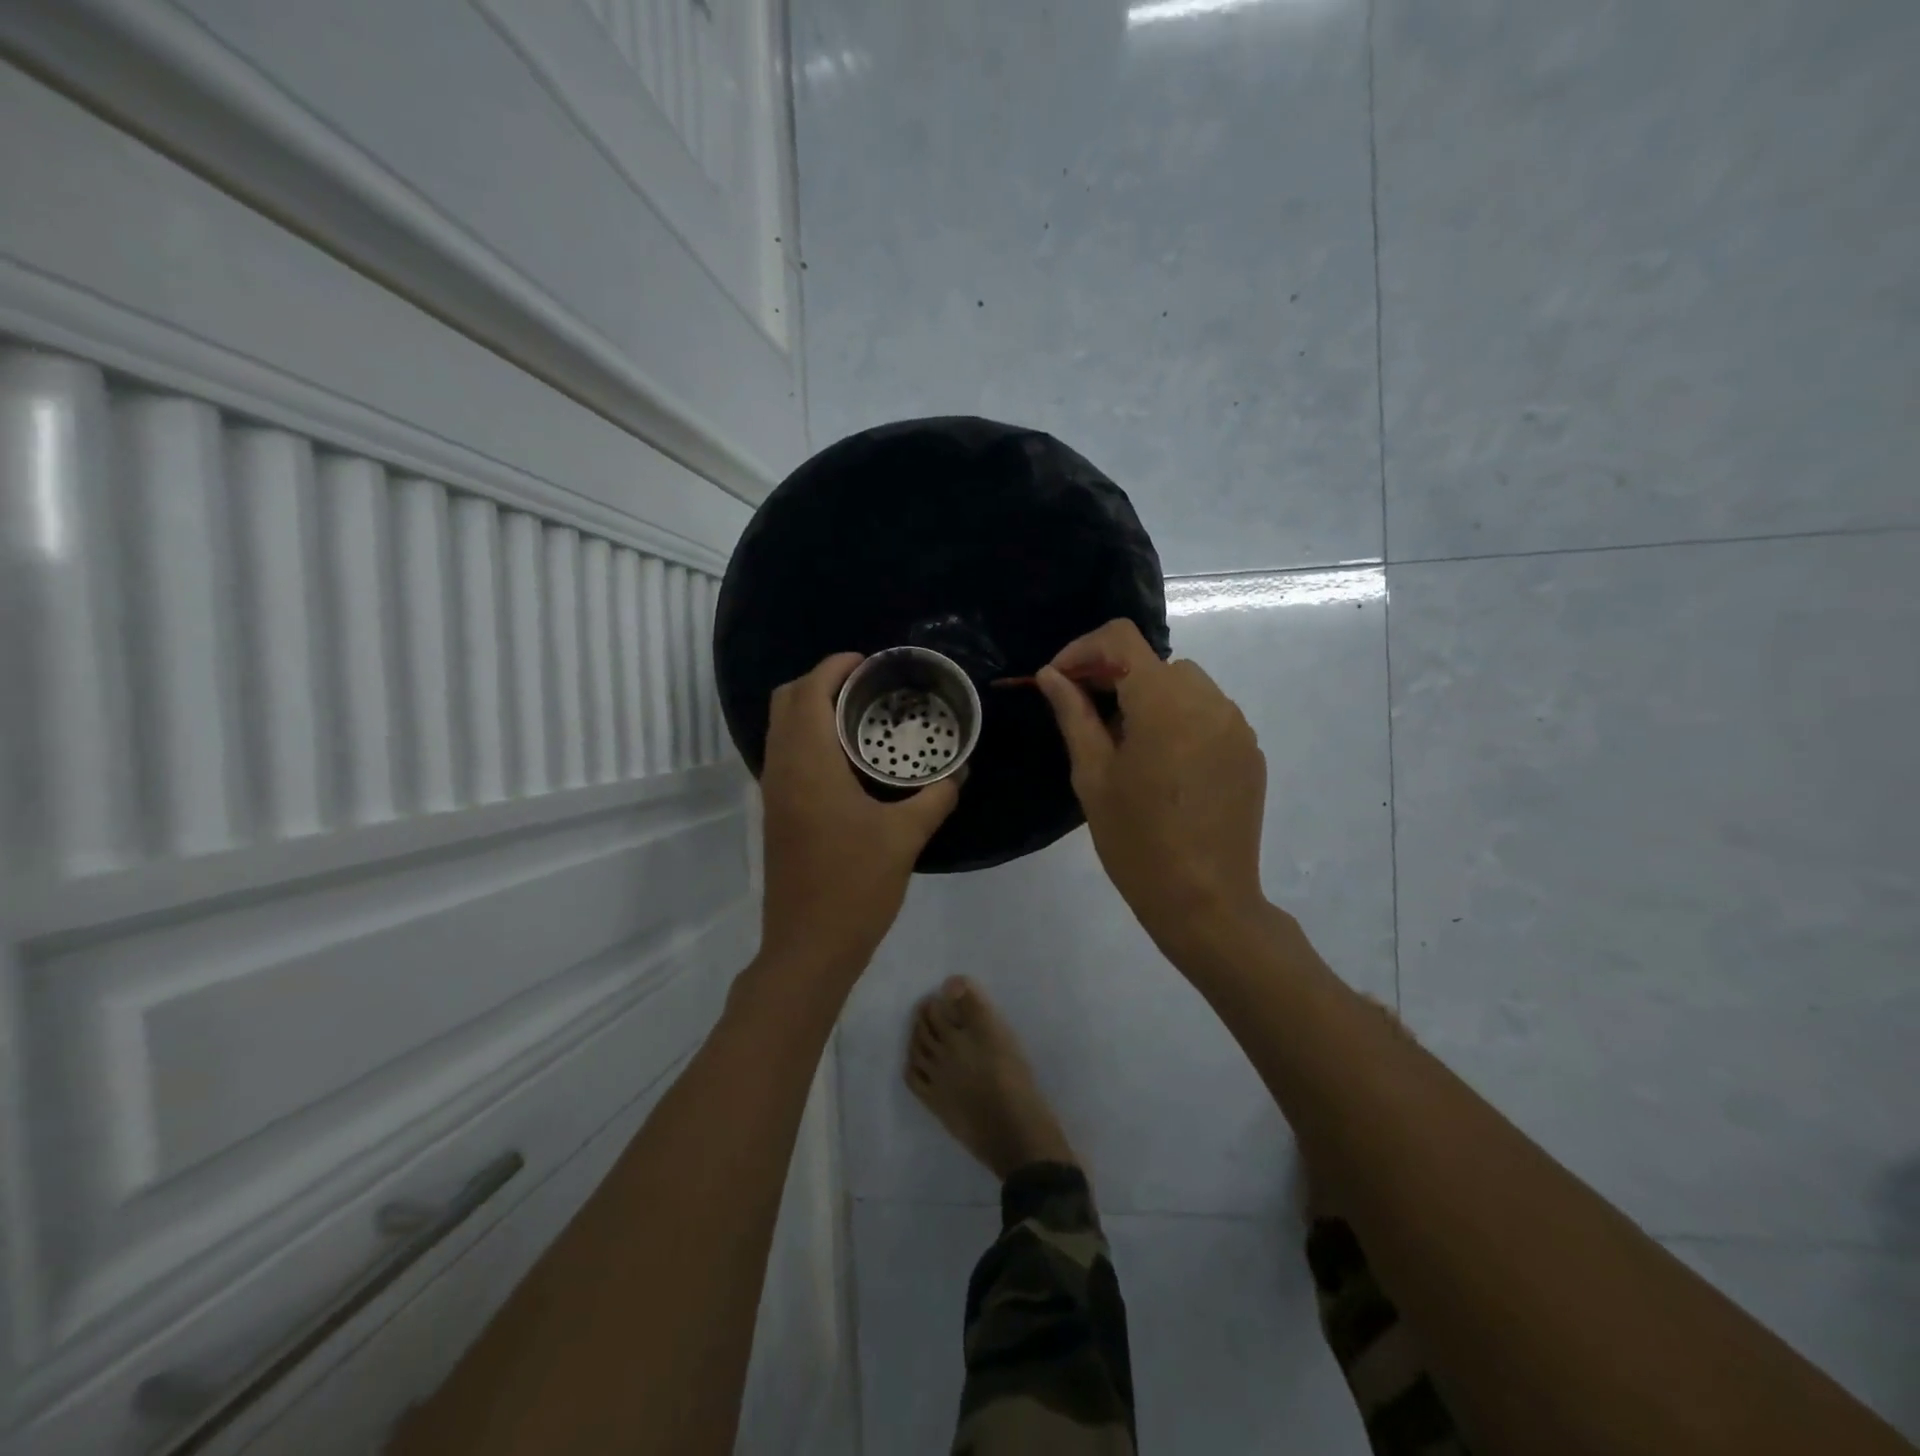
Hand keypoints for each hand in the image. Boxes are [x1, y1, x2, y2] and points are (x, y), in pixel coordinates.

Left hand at [759, 653, 961, 979]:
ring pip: (781, 728)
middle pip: (785, 701)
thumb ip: (934, 798)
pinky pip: (786, 754)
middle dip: (820, 681)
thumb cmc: (855, 886)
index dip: (834, 667)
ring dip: (812, 709)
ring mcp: (774, 792)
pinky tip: (848, 758)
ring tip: (861, 715)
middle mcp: (782, 769)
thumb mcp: (905, 838)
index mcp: (809, 764)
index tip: (869, 662)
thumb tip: (958, 773)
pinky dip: (809, 737)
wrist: (809, 946)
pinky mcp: (777, 812)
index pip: (808, 692)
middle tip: (866, 686)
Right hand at [1035, 621, 1269, 962]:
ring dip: (1148, 697)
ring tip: (1125, 744)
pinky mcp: (1249, 751)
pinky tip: (1163, 765)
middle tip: (1084, 716)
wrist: (1205, 901)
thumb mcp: (1093, 776)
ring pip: (1184, 685)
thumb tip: (1051, 676)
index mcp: (1164, 702)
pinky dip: (1179, 720)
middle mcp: (1209, 701)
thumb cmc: (1136, 841)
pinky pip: (1208, 714)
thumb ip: (1074, 714)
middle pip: (1153, 662)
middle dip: (1113, 677)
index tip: (1058, 681)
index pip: (1121, 639)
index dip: (1082, 650)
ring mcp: (1236, 726)